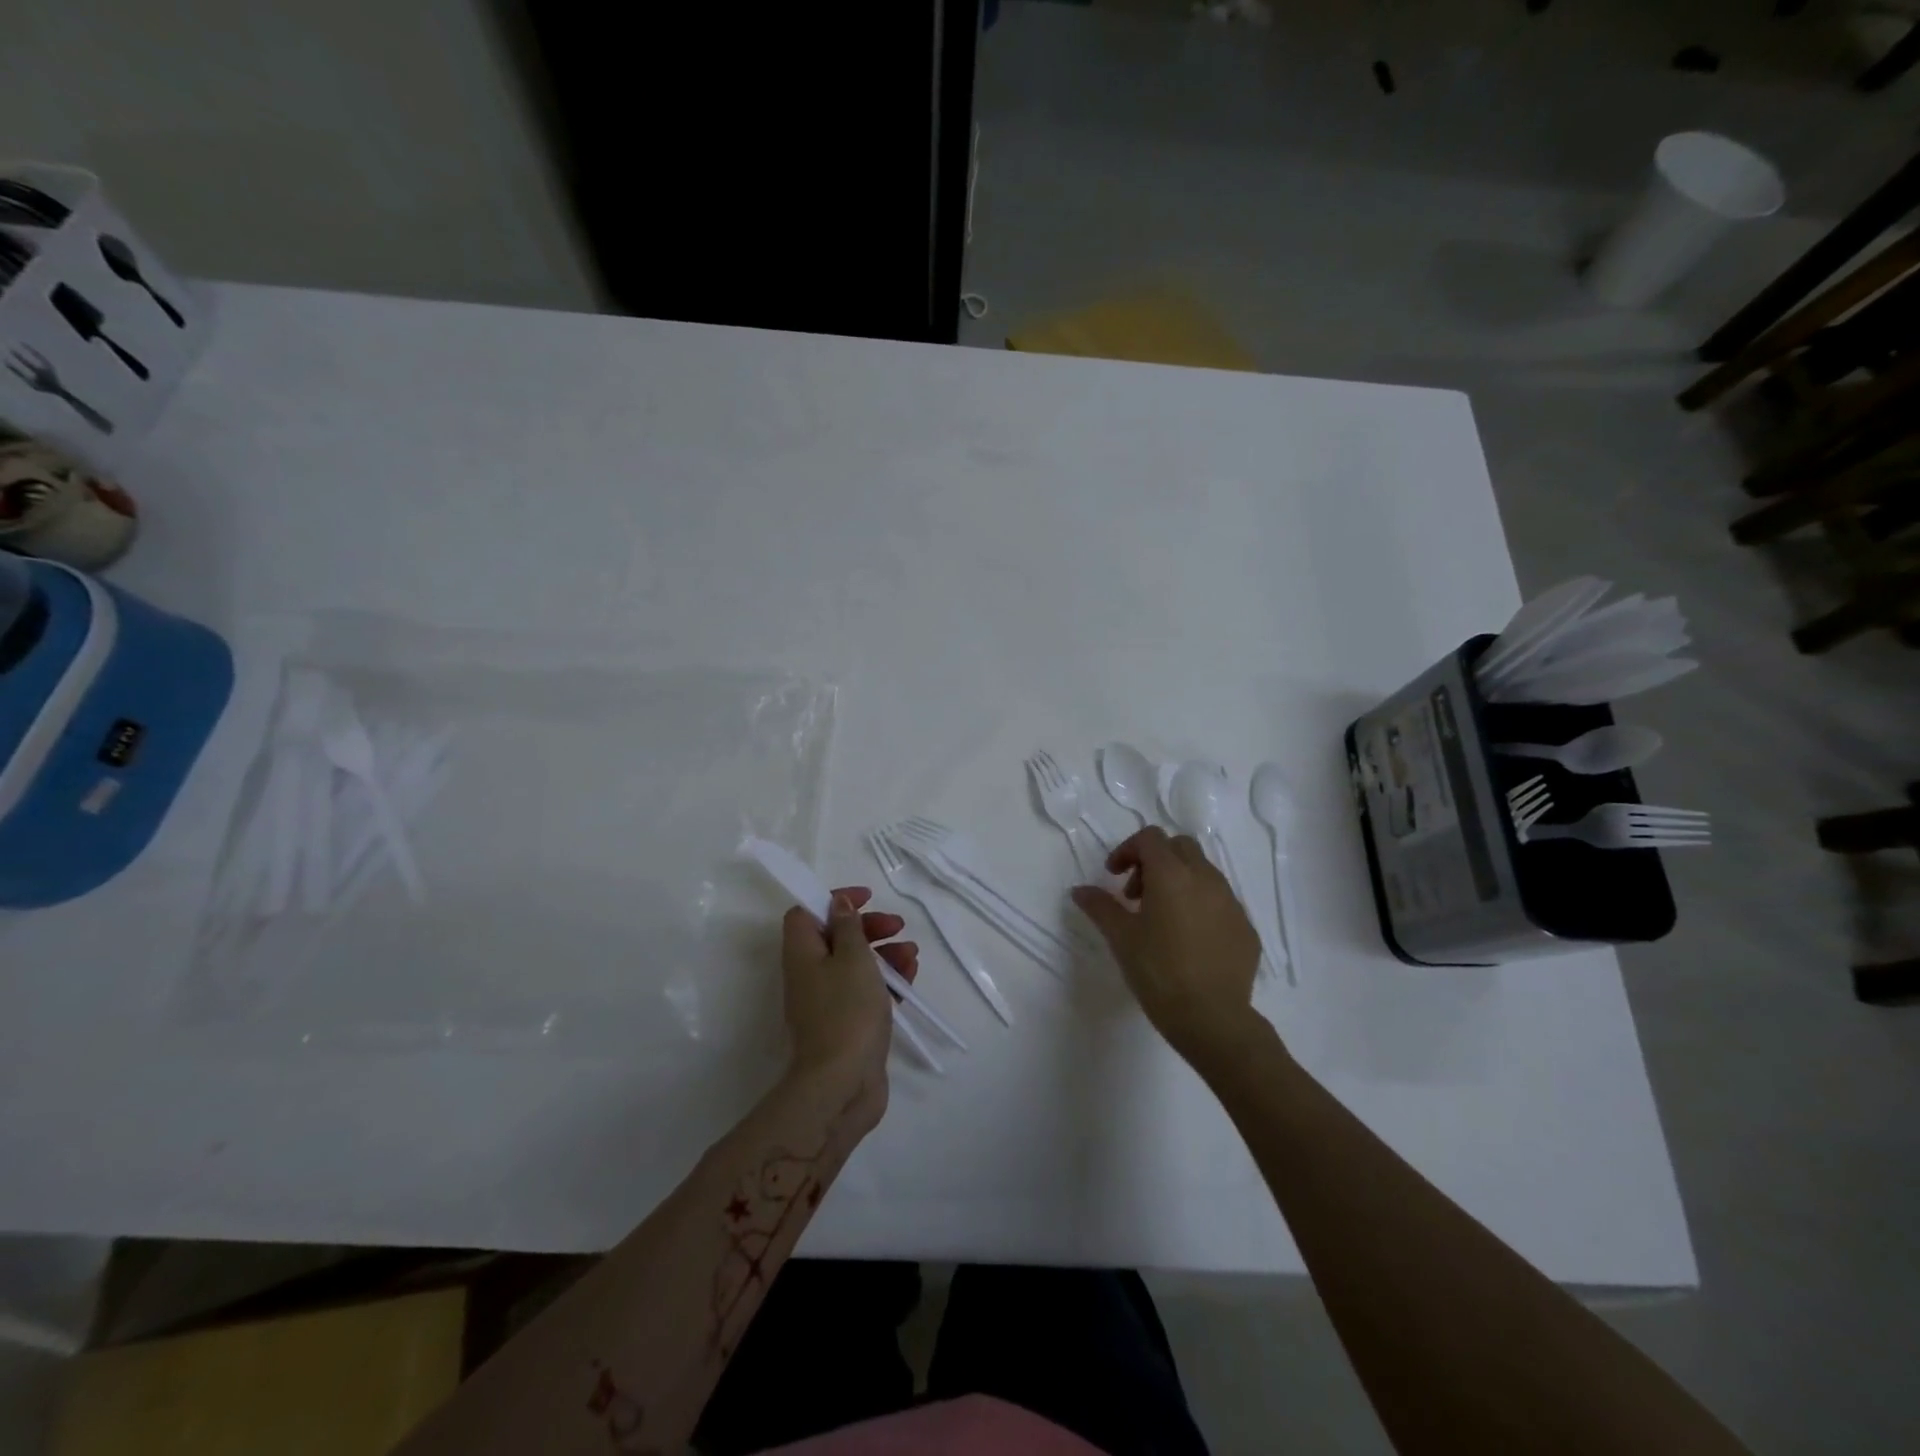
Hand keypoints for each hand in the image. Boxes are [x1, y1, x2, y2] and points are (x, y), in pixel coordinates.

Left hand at [781, 887, 917, 1123]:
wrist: (842, 1084)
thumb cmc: (847, 1010)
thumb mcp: (853, 957)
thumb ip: (848, 927)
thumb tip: (837, 903)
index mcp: (802, 953)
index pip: (806, 912)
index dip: (833, 900)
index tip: (866, 898)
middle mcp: (809, 974)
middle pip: (835, 937)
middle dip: (869, 927)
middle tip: (898, 925)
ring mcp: (828, 1002)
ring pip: (855, 964)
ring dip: (884, 953)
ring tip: (912, 955)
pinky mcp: (847, 1024)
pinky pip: (866, 991)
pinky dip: (886, 981)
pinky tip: (910, 979)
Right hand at [1071, 828, 1262, 1066]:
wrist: (1213, 1019)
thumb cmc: (1159, 972)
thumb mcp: (1121, 937)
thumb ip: (1100, 906)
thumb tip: (1080, 890)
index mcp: (1172, 874)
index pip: (1149, 838)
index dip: (1127, 850)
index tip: (1113, 876)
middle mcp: (1206, 878)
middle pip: (1179, 847)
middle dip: (1154, 861)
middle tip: (1136, 895)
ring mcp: (1231, 902)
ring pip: (1203, 872)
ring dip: (1178, 881)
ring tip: (1161, 919)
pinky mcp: (1246, 927)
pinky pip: (1220, 901)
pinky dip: (1200, 906)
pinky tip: (1188, 940)